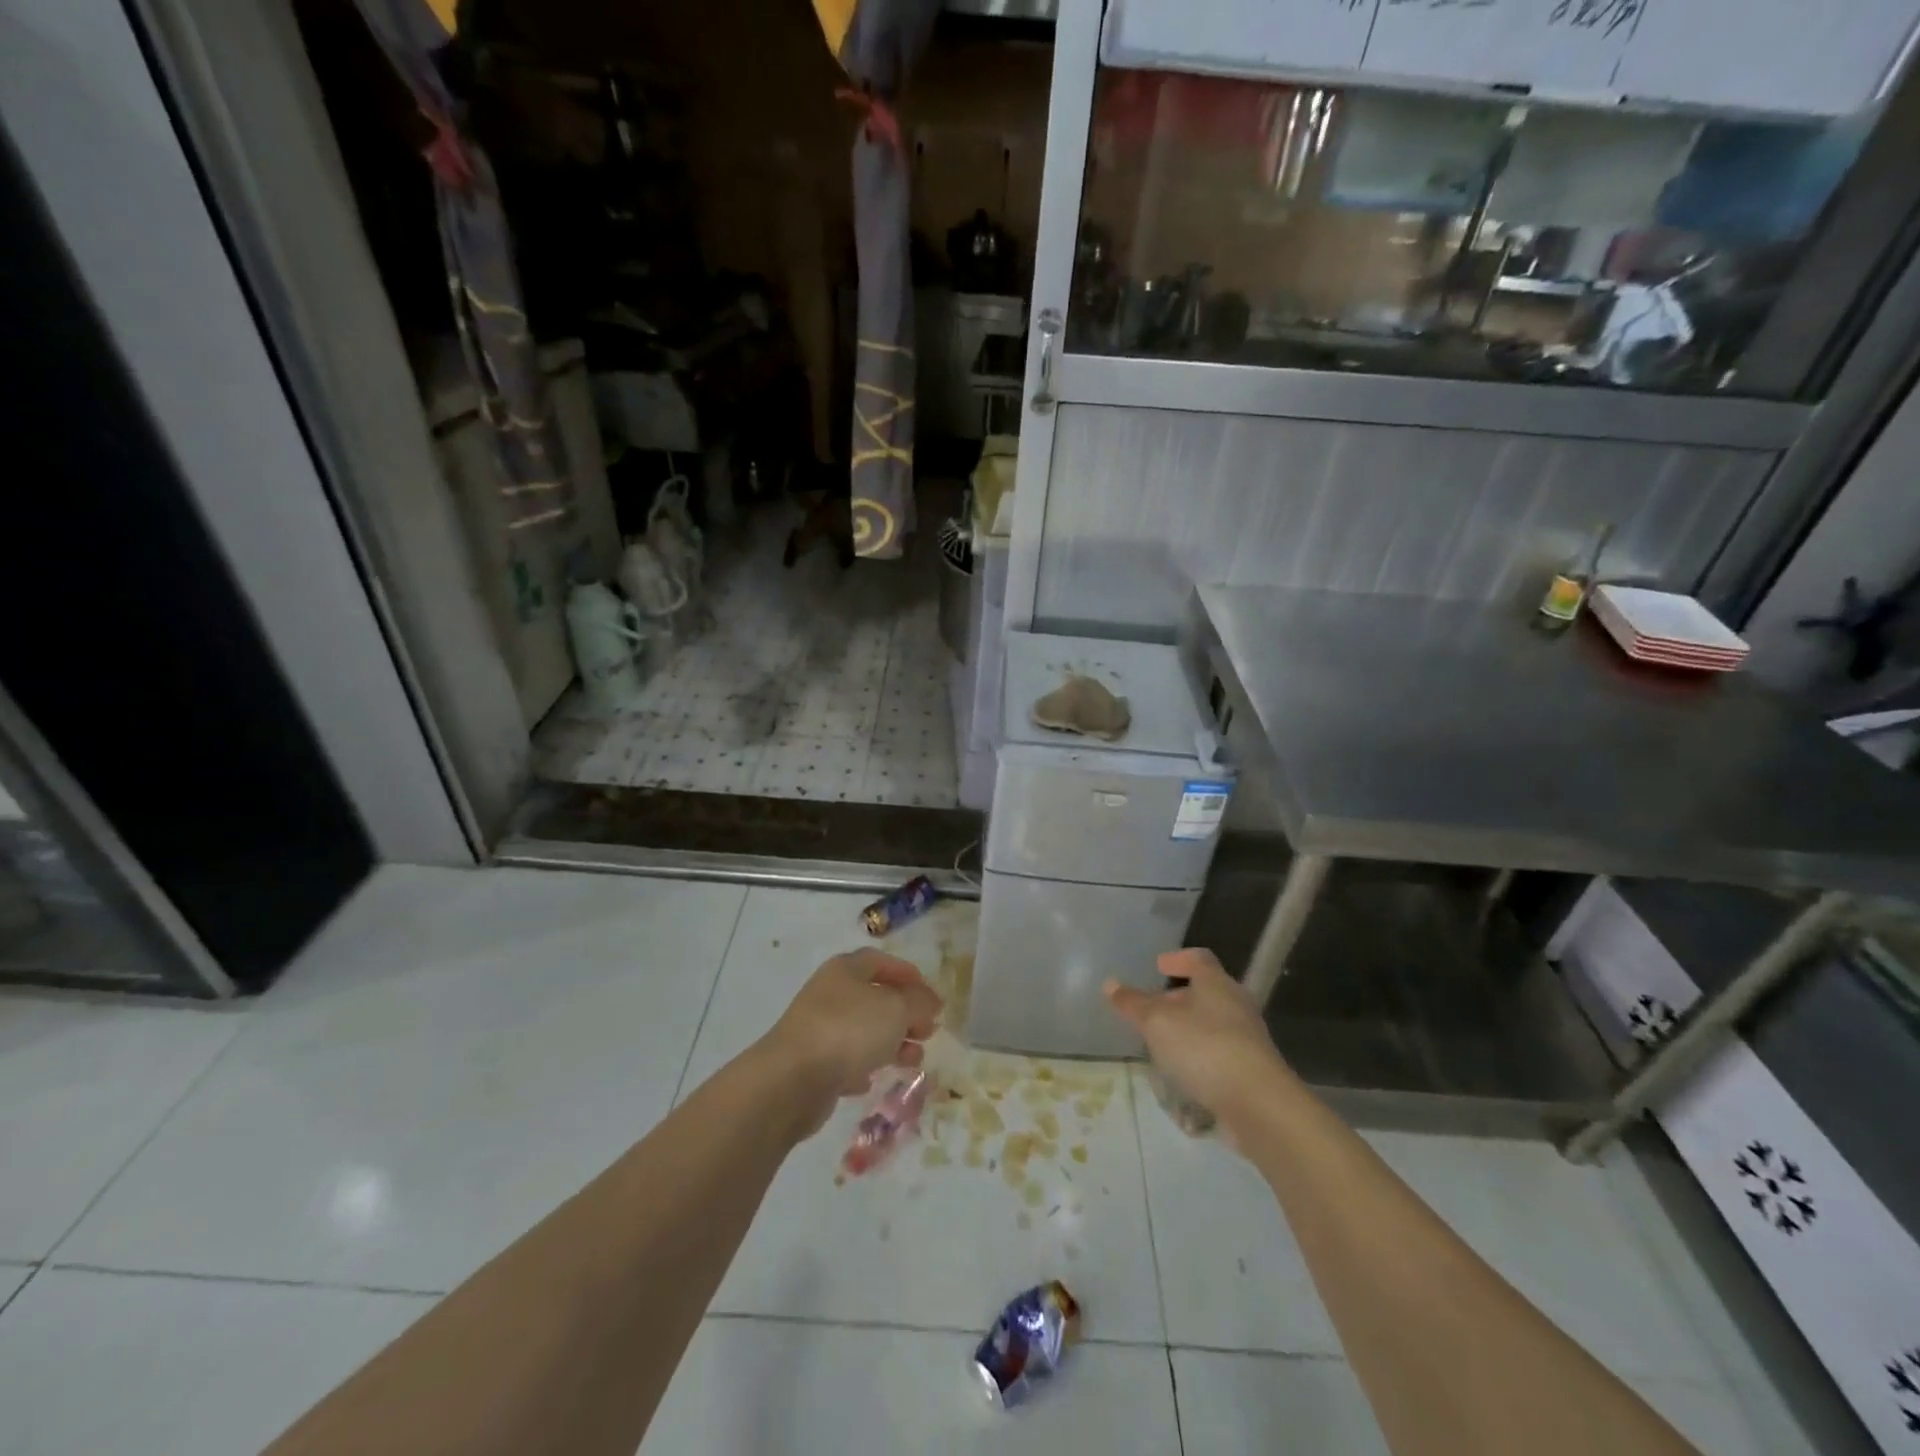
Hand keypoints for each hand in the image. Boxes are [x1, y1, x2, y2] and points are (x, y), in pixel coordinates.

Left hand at [758, 949, 942, 1136]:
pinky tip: (872, 1080)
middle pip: (874, 997)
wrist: (792, 1079)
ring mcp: (818, 1028)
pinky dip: (862, 1067)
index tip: (931, 996)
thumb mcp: (896, 1009)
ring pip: (862, 1031)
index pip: (881, 961)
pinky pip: (844, 1061)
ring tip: (914, 1060)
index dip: (907, 975)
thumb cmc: (849, 1030)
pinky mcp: (811, 1064)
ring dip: (891, 1043)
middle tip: (928, 1031)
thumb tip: (930, 1002)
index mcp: (846, 969)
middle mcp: (830, 993)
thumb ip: (919, 1003)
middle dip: (904, 1014)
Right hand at [1104, 949, 1289, 1130]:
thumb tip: (1110, 984)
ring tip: (1161, 1043)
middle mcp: (1236, 1005)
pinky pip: (1219, 1054)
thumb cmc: (1204, 1048)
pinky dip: (1199, 1057)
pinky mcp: (1251, 1071)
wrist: (1259, 1105)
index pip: (1199, 959)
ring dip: (1188, 1030)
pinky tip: (1181, 1074)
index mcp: (1216, 984)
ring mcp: (1247, 1039)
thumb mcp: (1157, 1022)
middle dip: (1178, 999)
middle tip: (1152, 1009)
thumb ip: (1133, 1004)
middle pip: (1206, 992)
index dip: (1178, 959)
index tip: (1159, 965)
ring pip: (1212, 1024)